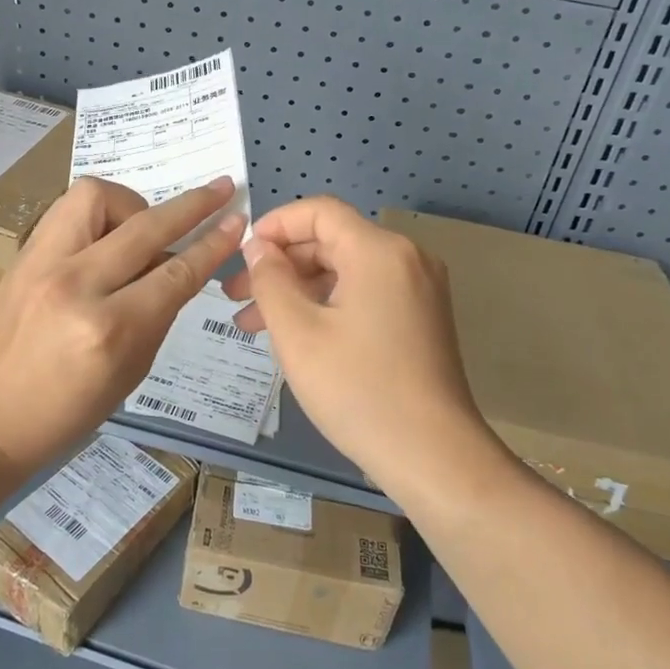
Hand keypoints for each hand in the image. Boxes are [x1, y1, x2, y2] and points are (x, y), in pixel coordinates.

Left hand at [0, 176, 245, 472]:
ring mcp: (43, 264)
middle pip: (146, 227)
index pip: (176, 273)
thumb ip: (158, 313)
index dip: (212, 244)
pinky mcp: (23, 255)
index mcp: (111, 330)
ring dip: (133, 203)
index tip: (236, 220)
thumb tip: (177, 266)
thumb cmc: (67, 412)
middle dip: (192, 205)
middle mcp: (78, 286)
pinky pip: (68, 209)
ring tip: (141, 227)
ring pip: (98, 197)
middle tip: (219, 189)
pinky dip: (98, 211)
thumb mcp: (131, 372)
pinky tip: (107, 231)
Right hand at [223, 196, 491, 488]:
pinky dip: (326, 304)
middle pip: (331, 241)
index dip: (275, 224)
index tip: (241, 254)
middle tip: (236, 296)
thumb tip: (258, 247)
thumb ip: (271, 279)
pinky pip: (364, 293)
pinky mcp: (421, 317)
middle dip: (280, 265)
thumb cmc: (358, 390)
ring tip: (252, 323)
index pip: (319, 211)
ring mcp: (418, 289)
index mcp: (378, 251)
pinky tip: (295, 334)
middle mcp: (405, 258)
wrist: (433, 457)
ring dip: (298, 289)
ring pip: (344, 270)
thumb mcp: (298, 333)